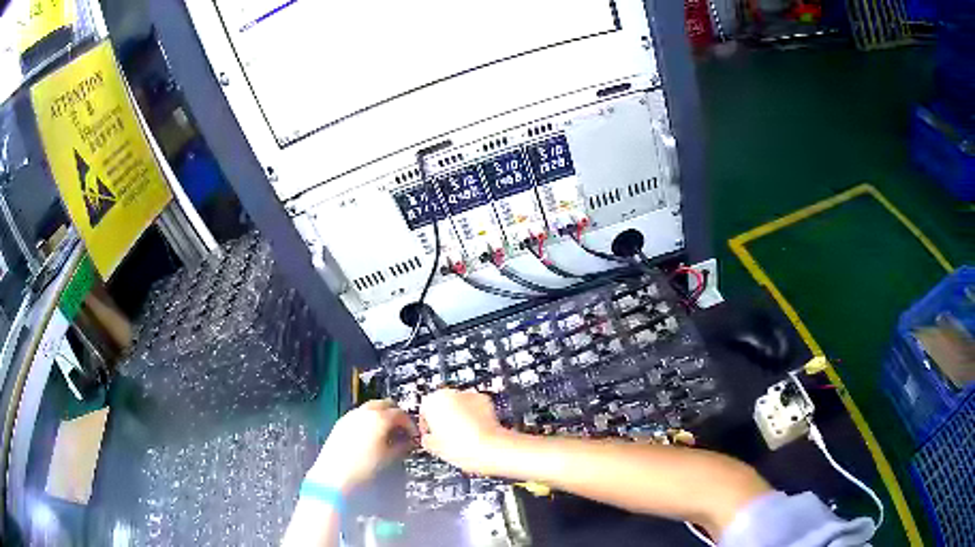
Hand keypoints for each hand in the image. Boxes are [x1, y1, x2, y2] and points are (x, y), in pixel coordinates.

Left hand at [306, 400, 415, 492]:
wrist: (334, 473)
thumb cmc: (364, 466)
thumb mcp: (389, 457)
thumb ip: (402, 446)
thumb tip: (409, 442)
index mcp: (379, 418)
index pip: (401, 414)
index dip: (410, 424)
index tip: (413, 435)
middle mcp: (365, 412)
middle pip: (385, 404)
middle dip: (396, 415)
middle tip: (401, 430)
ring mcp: (351, 415)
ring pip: (371, 407)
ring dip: (382, 415)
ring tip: (386, 433)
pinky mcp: (341, 422)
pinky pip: (360, 414)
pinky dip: (369, 419)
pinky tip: (370, 435)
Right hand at [419, 389, 511, 474]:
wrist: (490, 449)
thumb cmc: (461, 448)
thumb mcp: (434, 447)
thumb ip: (426, 439)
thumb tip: (428, 439)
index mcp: (433, 401)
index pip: (424, 410)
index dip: (426, 425)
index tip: (430, 435)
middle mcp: (451, 393)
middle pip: (442, 405)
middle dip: (444, 419)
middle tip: (446, 436)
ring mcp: (470, 395)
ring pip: (459, 405)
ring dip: (459, 416)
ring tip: (462, 436)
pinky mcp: (486, 400)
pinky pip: (474, 407)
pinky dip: (474, 416)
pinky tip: (474, 431)